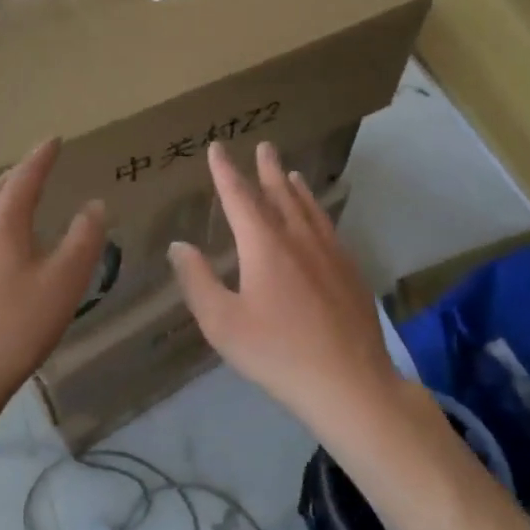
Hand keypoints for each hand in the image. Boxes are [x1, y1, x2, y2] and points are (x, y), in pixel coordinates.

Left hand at [0, 138, 105, 435]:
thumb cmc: (15, 324)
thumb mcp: (64, 281)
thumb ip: (84, 239)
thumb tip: (94, 204)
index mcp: (3, 220)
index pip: (25, 176)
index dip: (42, 156)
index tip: (55, 139)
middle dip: (21, 172)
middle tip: (41, 163)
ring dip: (6, 195)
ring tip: (25, 194)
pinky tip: (5, 240)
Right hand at [169, 141, 398, 428]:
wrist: (350, 383)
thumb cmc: (277, 353)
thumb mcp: (222, 323)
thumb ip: (197, 280)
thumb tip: (178, 245)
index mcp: (264, 245)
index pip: (239, 197)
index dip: (226, 171)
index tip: (218, 148)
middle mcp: (298, 238)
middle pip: (280, 194)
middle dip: (268, 169)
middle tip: (264, 146)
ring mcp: (330, 254)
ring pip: (310, 209)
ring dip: (296, 188)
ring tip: (291, 173)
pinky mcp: (350, 272)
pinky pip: (329, 228)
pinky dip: (318, 212)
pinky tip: (320, 221)